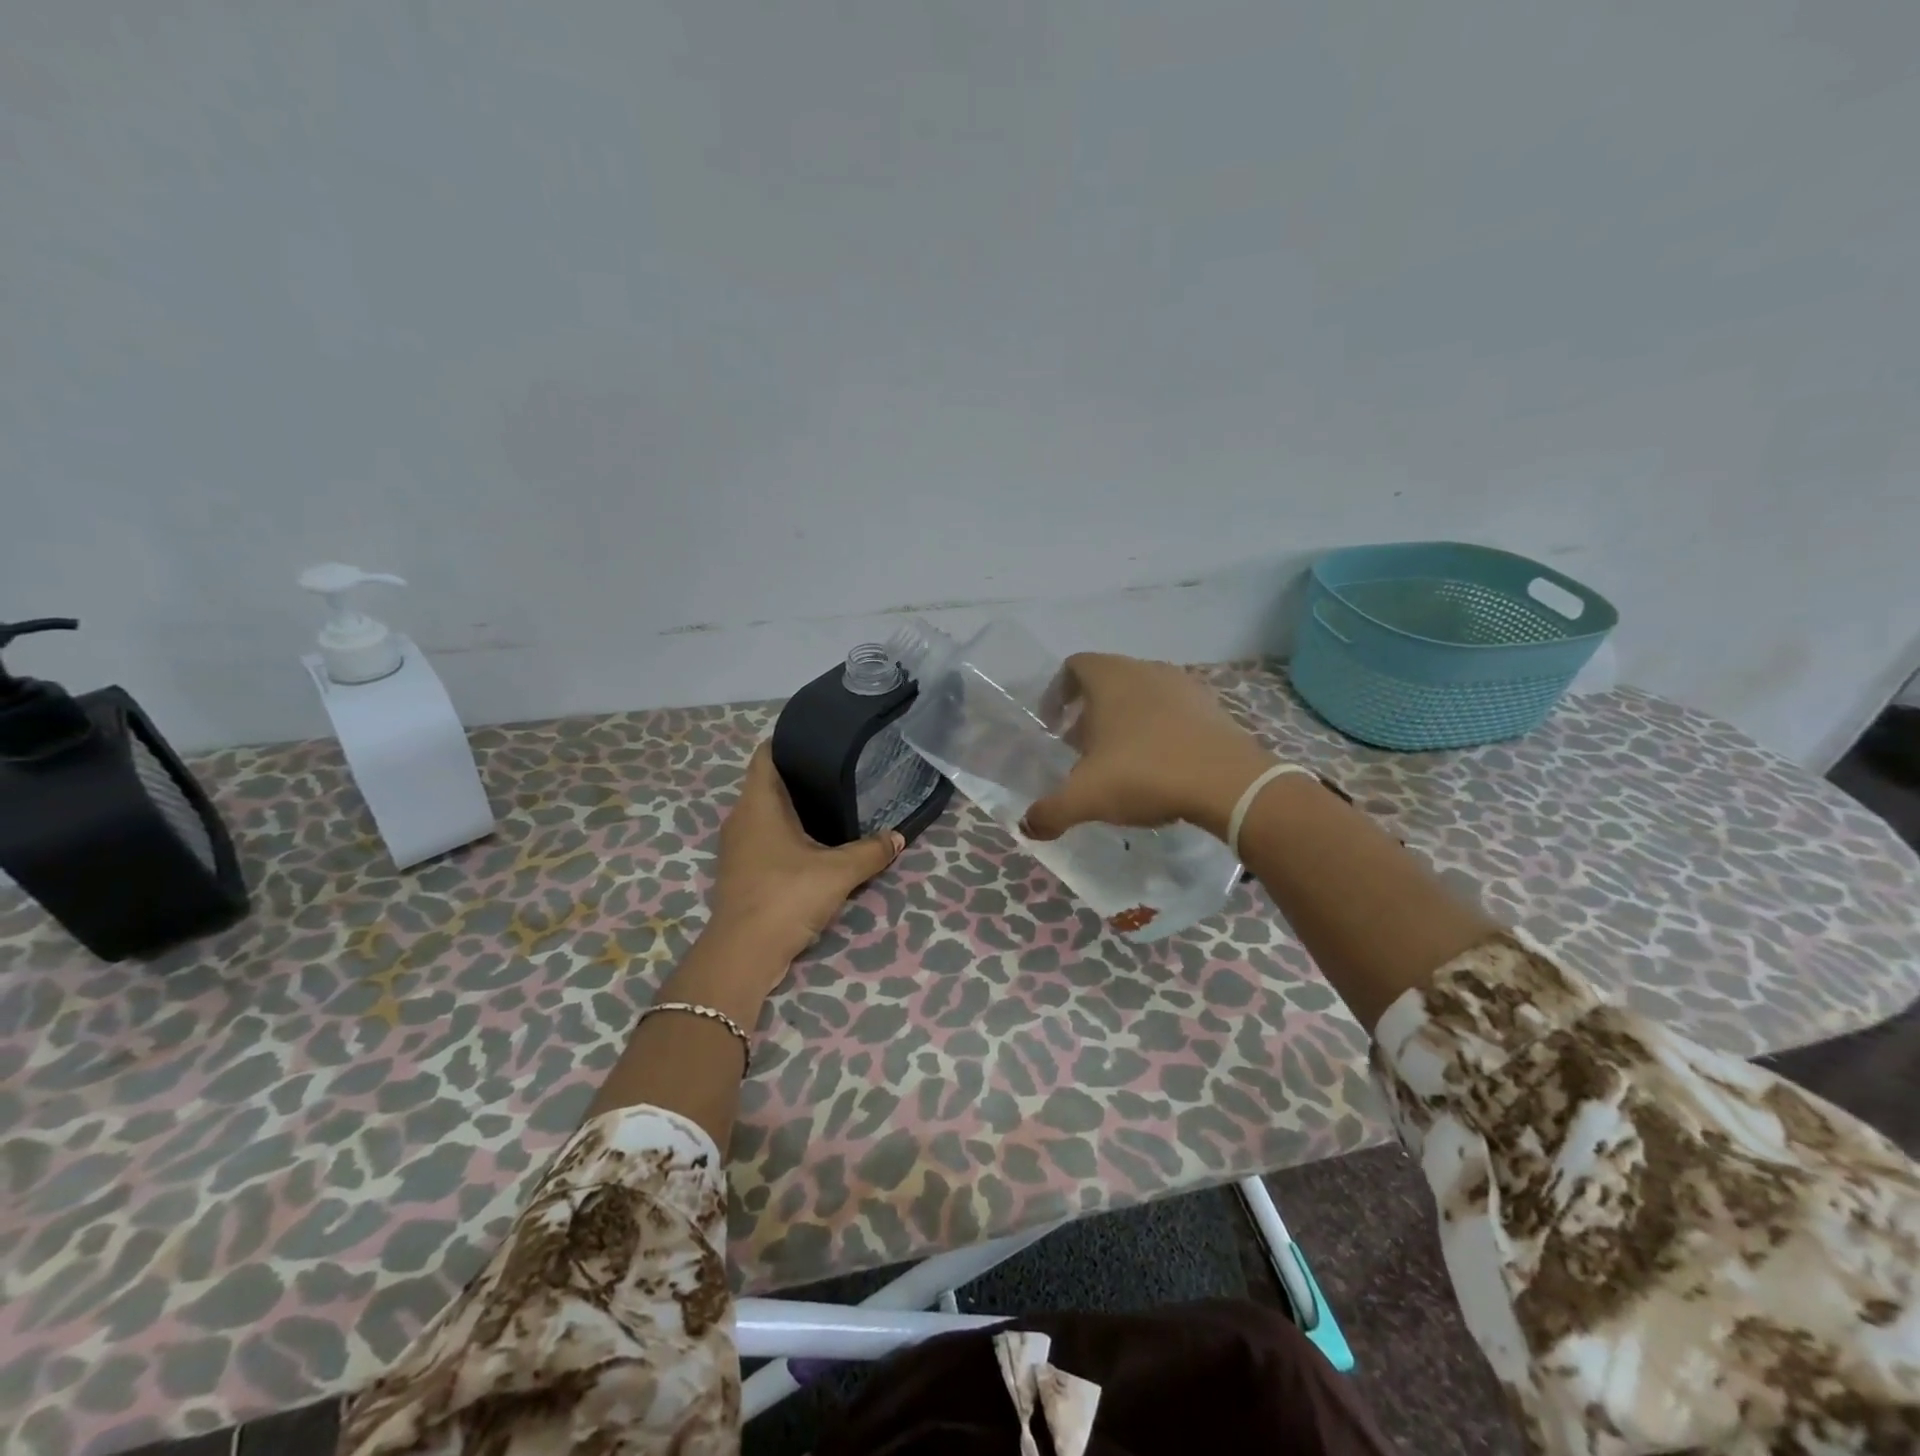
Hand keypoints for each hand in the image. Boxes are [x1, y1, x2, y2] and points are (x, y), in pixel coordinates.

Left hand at [708, 744, 904, 966]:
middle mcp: (741, 818)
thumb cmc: (786, 896)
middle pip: (768, 783)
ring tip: (832, 805)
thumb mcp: (839, 872)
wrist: (744, 953)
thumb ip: (871, 851)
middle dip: (800, 776)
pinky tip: (814, 844)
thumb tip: (898, 836)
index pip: (766, 754)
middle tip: (839, 771)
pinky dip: (787, 835)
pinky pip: (765, 839)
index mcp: (758, 803)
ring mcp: (737, 847)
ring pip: (765, 813)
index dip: (789, 741)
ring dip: (793, 809)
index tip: (820, 740)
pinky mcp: (740, 871)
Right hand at [1021, 653, 1275, 842]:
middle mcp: (1145, 669)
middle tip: (1081, 748)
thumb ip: (1049, 812)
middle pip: (1107, 680)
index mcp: (1110, 677)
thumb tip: (1028, 826)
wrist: (1228, 783)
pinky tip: (1159, 764)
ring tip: (1120, 758)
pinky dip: (1159, 729)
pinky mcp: (1212, 707)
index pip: (1073, 667)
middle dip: (1089, 711)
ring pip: (1142, 694)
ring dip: (1126, 720)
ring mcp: (1184, 685)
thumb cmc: (1145, 775)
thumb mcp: (1085, 798)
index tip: (1053, 726)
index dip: (1057, 693)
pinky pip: (1174, 711)